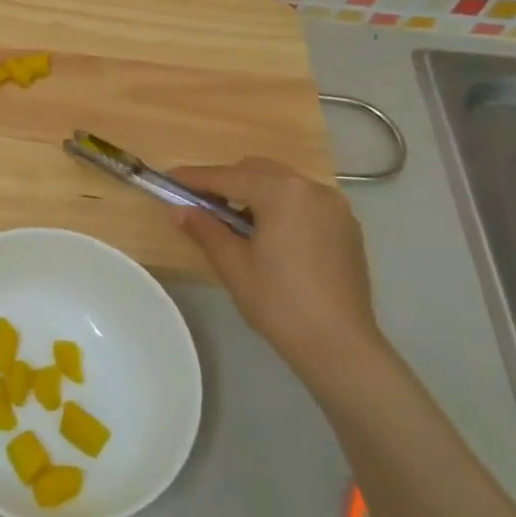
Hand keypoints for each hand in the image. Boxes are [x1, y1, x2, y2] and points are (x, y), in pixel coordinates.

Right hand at [167, 158, 386, 380]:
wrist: (339, 345)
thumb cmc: (279, 302)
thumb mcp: (233, 264)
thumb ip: (204, 229)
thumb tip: (178, 209)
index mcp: (283, 193)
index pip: (228, 176)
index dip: (195, 178)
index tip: (169, 178)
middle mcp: (312, 189)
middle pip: (258, 171)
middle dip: (227, 181)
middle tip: (201, 204)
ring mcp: (335, 207)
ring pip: (283, 184)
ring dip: (254, 193)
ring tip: (234, 223)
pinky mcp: (346, 227)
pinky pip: (304, 202)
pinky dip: (280, 206)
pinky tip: (268, 235)